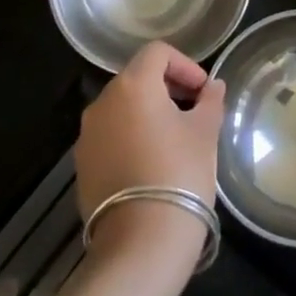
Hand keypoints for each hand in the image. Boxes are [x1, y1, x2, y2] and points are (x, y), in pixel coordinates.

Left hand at [76, 42, 225, 269]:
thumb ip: (210, 101)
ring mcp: (87, 136)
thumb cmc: (180, 173)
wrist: (141, 242)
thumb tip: (213, 87)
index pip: (157, 53)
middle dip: (167, 88)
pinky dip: (131, 137)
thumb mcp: (205, 132)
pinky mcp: (82, 165)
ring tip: (175, 139)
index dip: (185, 64)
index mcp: (133, 86)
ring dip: (148, 113)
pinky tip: (152, 163)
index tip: (203, 91)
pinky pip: (110, 136)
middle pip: (137, 78)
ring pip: (122, 108)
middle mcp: (102, 103)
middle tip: (194, 111)